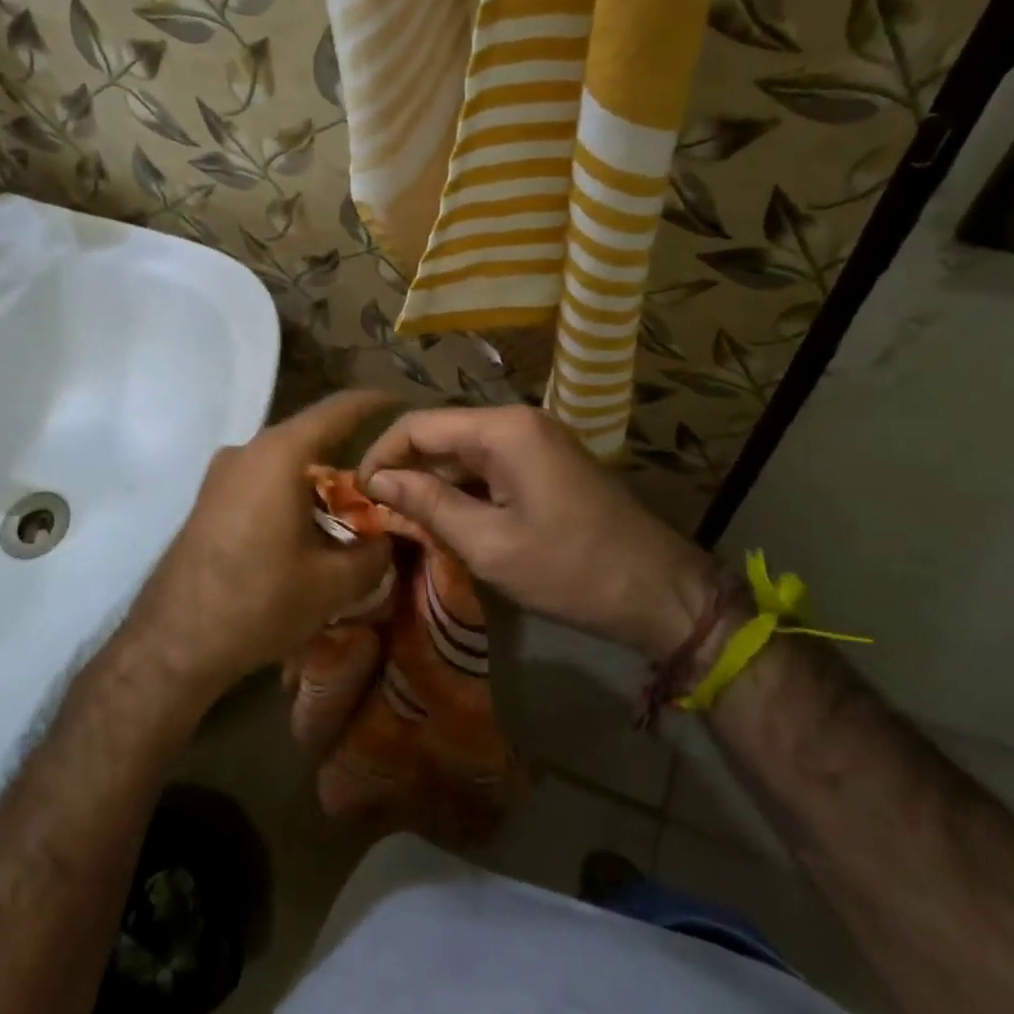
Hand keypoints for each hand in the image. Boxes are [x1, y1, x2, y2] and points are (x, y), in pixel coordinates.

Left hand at [118, 391, 397, 710]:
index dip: (373, 402)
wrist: (173, 642)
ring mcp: (221, 474)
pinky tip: (308, 530)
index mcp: (279, 454)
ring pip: (285, 462)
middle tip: (385, 482)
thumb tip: (388, 539)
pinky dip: (292, 493)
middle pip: (310, 437)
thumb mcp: (334, 583)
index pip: (337, 410)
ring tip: (351, 512)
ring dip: (318, 480)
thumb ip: (374, 553)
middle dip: (349, 455)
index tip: (401, 401)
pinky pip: (262, 480)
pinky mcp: (209, 499)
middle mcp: (247, 451)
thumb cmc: (259, 601)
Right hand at [358, 405, 720, 658]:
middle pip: (441, 435)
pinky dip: (462, 490)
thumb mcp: (489, 543)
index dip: (381, 455)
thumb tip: (375, 479)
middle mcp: (518, 422)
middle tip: (375, 513)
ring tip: (402, 521)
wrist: (657, 591)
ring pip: (463, 452)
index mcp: (504, 430)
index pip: (419, 425)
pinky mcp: (545, 464)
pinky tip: (445, 521)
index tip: (356, 494)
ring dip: (432, 483)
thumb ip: (428, 504)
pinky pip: (489, 467)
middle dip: (405, 470)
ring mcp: (535, 441)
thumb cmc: (570, 569)